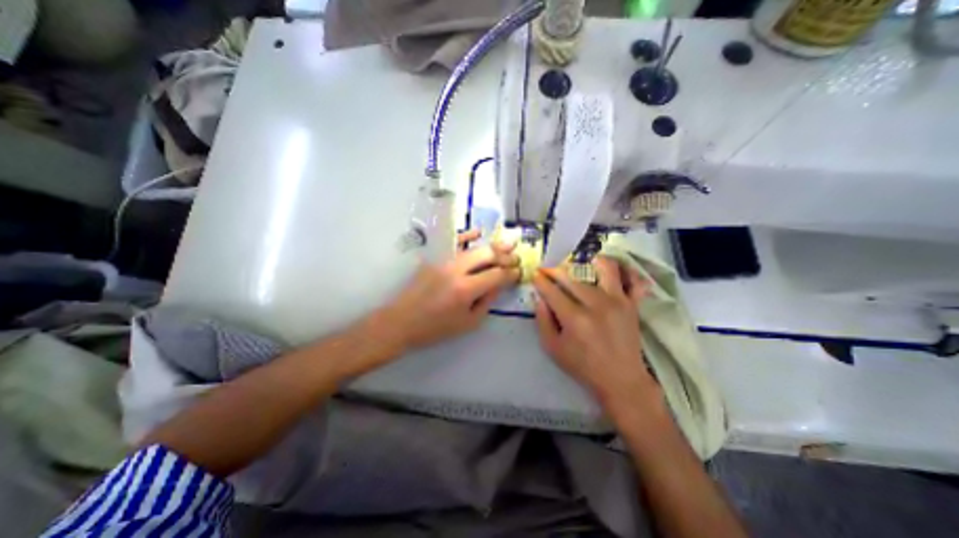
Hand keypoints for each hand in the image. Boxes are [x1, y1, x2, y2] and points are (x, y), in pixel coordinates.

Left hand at [378, 229, 520, 347]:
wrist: (402, 321)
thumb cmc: (436, 328)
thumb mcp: (468, 322)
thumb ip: (486, 301)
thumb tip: (498, 284)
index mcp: (465, 289)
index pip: (496, 275)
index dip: (511, 273)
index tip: (519, 273)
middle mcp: (456, 270)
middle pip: (487, 255)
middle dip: (506, 256)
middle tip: (516, 258)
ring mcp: (444, 261)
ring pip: (473, 247)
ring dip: (492, 246)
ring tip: (508, 244)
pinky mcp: (434, 258)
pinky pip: (453, 243)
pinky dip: (467, 236)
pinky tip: (478, 232)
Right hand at [533, 256, 659, 419]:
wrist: (621, 380)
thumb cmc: (583, 365)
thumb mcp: (553, 348)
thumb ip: (543, 320)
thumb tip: (539, 298)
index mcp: (574, 318)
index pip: (552, 290)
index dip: (541, 280)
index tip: (536, 274)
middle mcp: (596, 304)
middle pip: (572, 277)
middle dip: (555, 271)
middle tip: (549, 271)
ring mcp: (618, 301)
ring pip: (604, 268)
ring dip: (589, 262)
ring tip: (580, 264)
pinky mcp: (632, 304)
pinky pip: (633, 280)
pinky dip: (626, 272)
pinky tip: (614, 272)